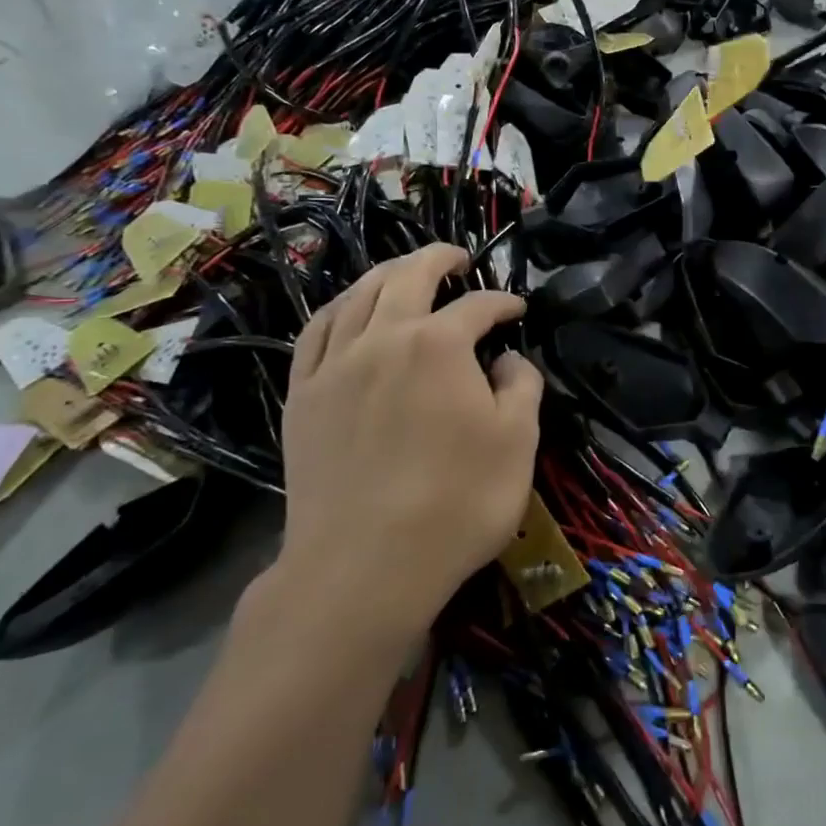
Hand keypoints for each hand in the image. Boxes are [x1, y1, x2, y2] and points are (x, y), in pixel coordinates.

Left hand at [275, 246, 541, 646]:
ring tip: (404, 272)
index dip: (503, 302)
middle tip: (457, 258)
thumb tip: (508, 360)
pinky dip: (338, 309)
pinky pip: (316, 333)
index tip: (518, 310)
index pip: (478, 306)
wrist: (363, 567)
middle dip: (438, 258)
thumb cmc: (456, 503)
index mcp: (439, 345)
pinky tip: (348, 311)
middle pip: (408, 276)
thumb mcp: (518, 443)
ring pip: (358, 295)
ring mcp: (336, 365)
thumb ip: (521, 387)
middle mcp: (383, 338)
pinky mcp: (304, 396)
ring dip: (386, 274)